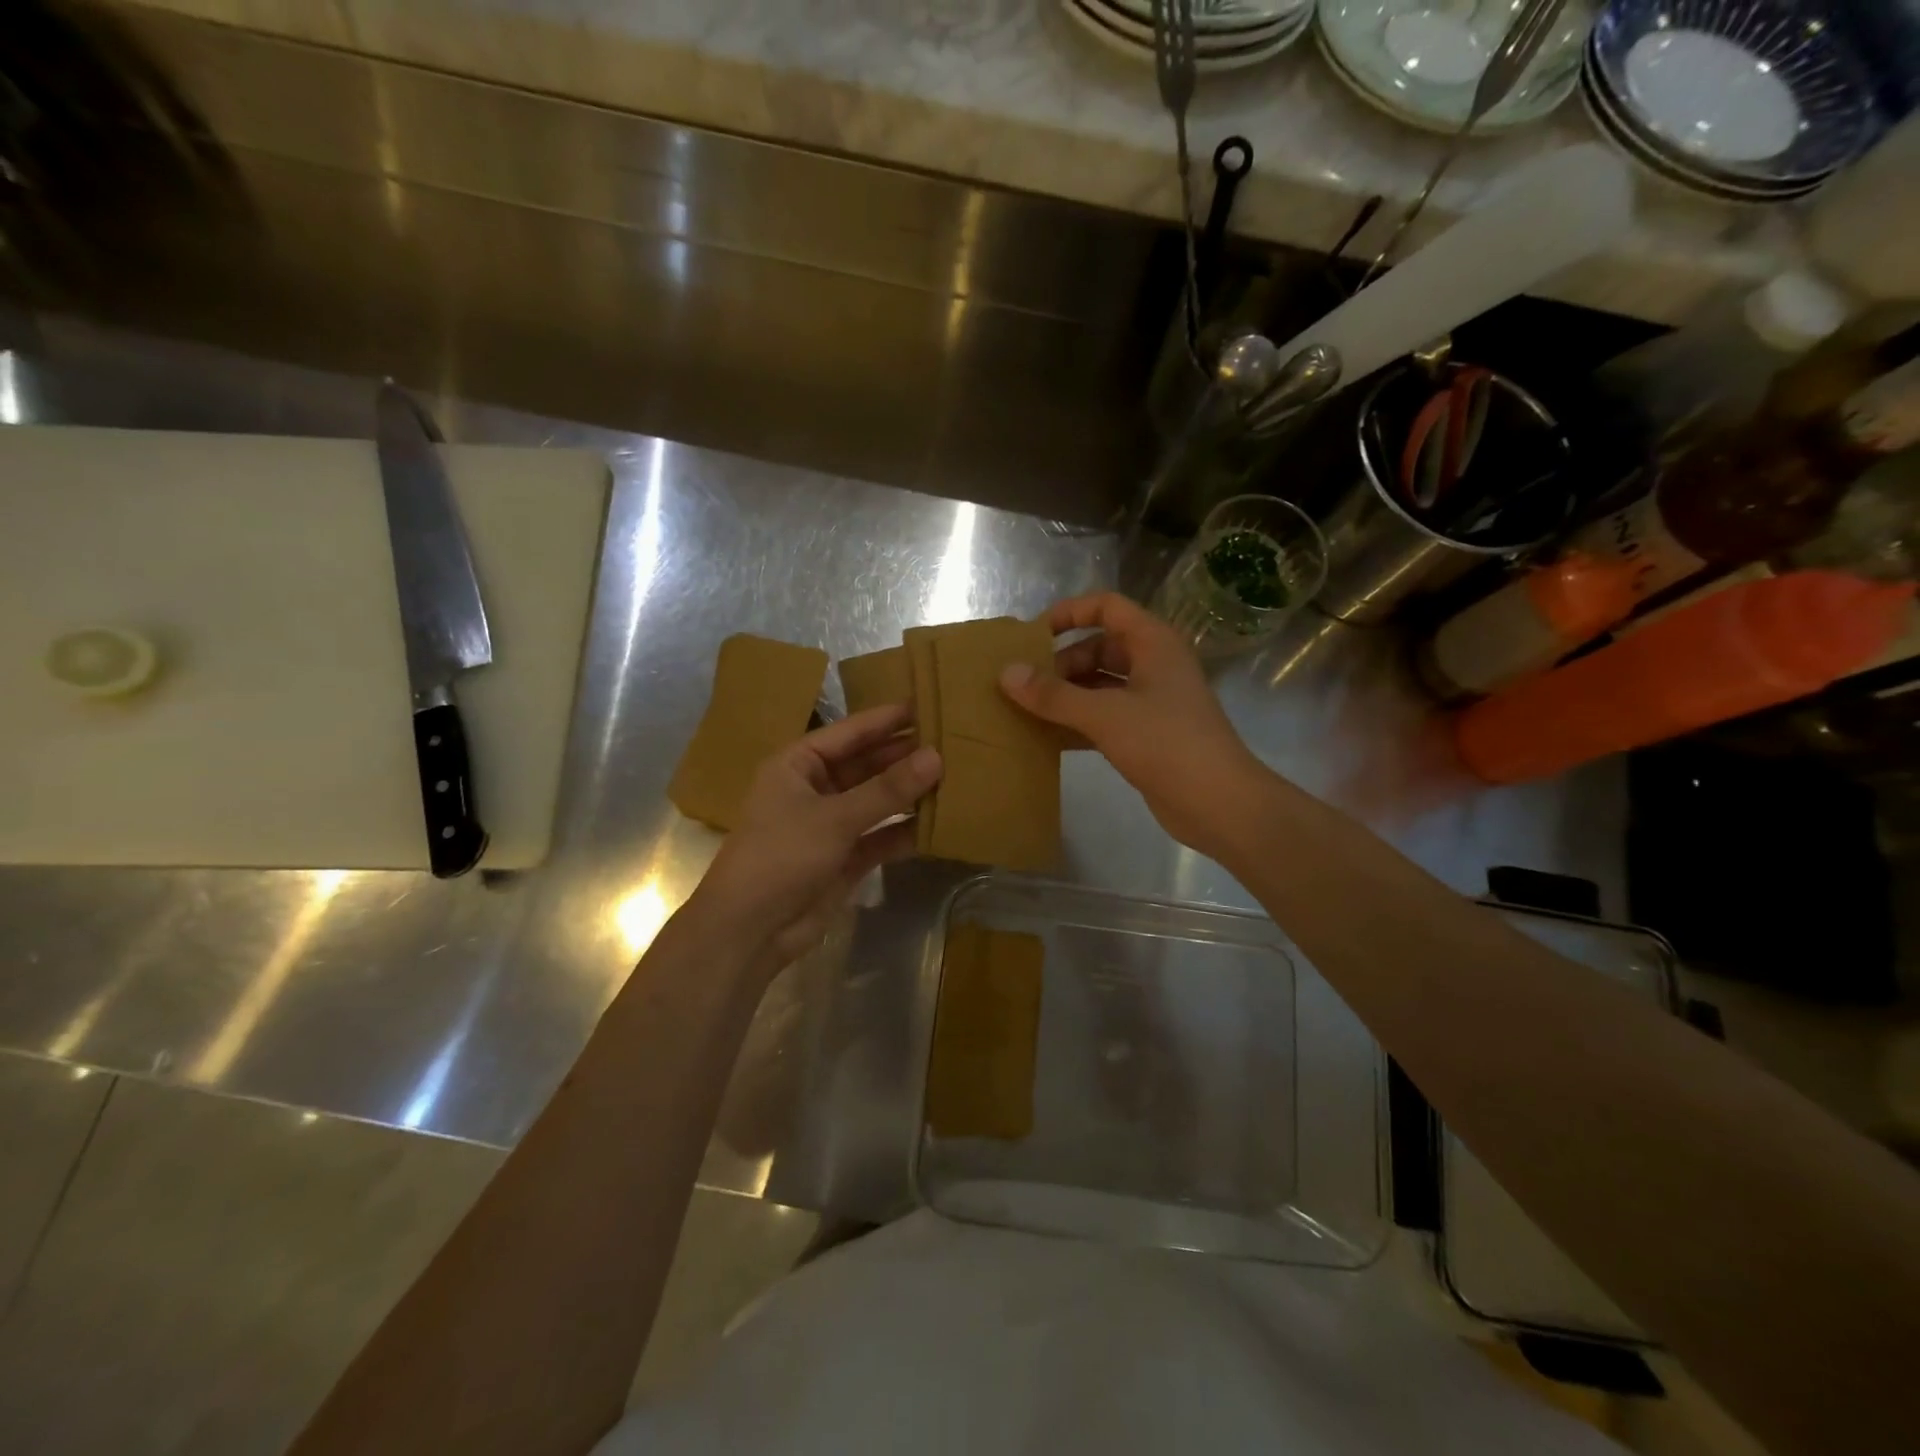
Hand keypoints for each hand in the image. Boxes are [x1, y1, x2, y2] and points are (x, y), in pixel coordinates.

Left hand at [690, 704, 941, 971]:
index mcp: (798, 764)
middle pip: (867, 764)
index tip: (929, 704)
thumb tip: (936, 756)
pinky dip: (906, 831)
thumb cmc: (781, 856)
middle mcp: (815, 788)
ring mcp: (831, 824)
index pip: (850, 732)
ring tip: (957, 776)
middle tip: (953, 741)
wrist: (749, 931)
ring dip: (910, 793)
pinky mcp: (845, 858)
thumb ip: (887, 789)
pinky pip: (882, 836)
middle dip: (905, 756)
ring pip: (877, 801)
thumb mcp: (835, 817)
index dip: (887, 719)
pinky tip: (942, 822)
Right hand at [1000, 592, 1269, 856]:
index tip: (1032, 636)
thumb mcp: (1105, 715)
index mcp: (1153, 643)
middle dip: (1060, 663)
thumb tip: (1006, 673)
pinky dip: (1077, 722)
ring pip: (1099, 685)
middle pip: (1098, 648)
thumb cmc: (1166, 744)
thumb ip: (1054, 695)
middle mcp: (1153, 665)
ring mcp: (1152, 701)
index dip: (1069, 613)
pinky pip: (1104, 717)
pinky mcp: (1147, 735)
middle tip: (1023, 685)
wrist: (1219, 803)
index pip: (1107, 607)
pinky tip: (1045, 738)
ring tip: (1024, 709)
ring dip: (1065, 695)